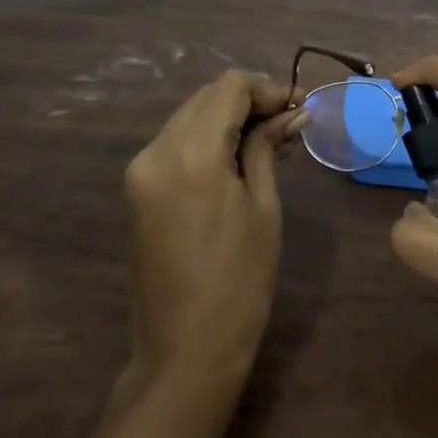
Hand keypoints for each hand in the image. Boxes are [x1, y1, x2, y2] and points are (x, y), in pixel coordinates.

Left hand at [121, 70, 307, 390]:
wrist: (185, 350)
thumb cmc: (239, 280)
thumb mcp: (263, 207)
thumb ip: (266, 148)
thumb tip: (290, 113)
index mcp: (190, 153)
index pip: (229, 88)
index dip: (268, 88)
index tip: (299, 107)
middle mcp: (155, 150)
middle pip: (206, 97)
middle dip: (250, 101)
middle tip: (290, 123)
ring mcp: (140, 170)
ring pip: (190, 117)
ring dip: (229, 119)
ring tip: (271, 142)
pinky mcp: (137, 189)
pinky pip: (176, 143)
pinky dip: (208, 139)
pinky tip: (238, 158)